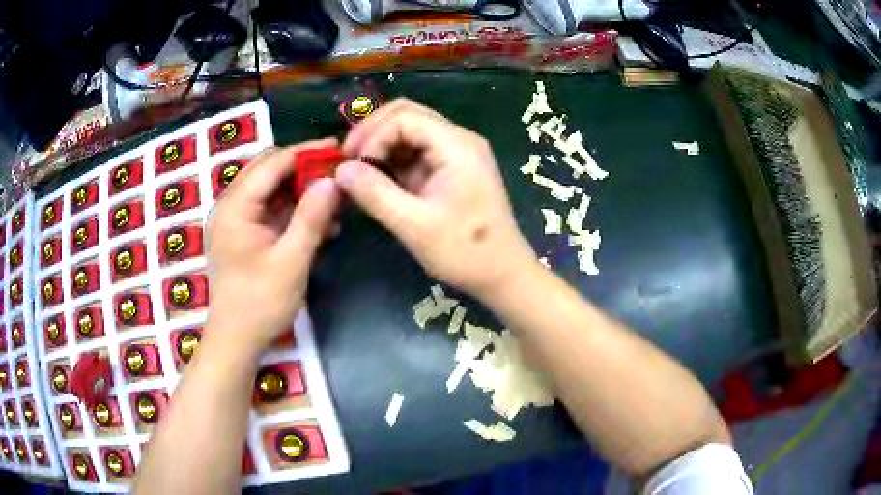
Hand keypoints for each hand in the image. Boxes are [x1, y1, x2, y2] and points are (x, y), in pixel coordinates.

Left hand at [206, 140, 340, 353]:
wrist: (236, 340)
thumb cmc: (260, 303)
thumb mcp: (291, 261)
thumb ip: (312, 217)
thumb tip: (333, 180)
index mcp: (236, 206)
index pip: (273, 162)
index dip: (306, 153)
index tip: (339, 149)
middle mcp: (232, 205)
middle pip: (269, 170)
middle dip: (304, 169)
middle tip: (338, 173)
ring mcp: (237, 221)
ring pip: (272, 190)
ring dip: (302, 192)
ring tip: (335, 201)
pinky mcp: (244, 235)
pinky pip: (271, 211)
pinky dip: (295, 212)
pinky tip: (322, 225)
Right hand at [335, 99, 537, 297]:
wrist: (502, 273)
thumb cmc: (465, 252)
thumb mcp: (415, 226)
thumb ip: (375, 194)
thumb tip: (340, 171)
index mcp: (456, 146)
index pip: (404, 118)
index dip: (372, 136)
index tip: (351, 166)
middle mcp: (458, 140)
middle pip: (407, 115)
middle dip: (372, 134)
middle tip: (348, 161)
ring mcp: (455, 154)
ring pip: (409, 132)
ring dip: (380, 147)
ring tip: (358, 173)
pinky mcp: (450, 170)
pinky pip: (415, 153)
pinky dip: (392, 162)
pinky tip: (376, 182)